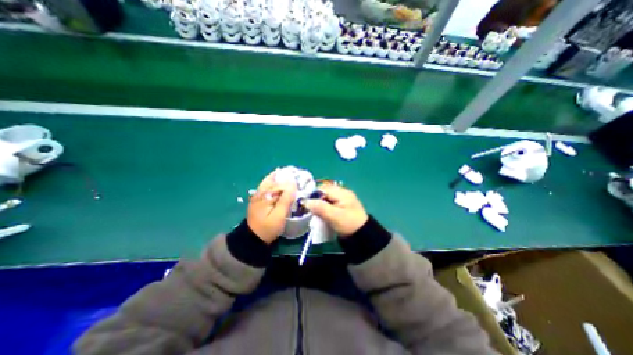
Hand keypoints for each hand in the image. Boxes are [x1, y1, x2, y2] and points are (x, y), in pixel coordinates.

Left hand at [247, 169, 297, 243]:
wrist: (253, 239)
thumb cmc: (267, 228)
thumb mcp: (279, 215)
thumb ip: (286, 199)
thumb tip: (293, 183)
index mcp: (265, 194)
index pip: (281, 183)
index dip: (293, 183)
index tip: (303, 185)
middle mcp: (260, 191)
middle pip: (276, 179)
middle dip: (288, 178)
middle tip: (300, 180)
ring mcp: (259, 194)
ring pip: (271, 180)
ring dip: (282, 179)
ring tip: (293, 179)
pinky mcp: (260, 198)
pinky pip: (268, 185)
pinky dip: (276, 182)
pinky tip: (282, 183)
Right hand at [304, 184, 368, 236]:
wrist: (362, 236)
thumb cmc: (348, 224)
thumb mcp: (334, 216)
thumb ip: (319, 207)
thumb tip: (305, 201)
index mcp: (342, 192)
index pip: (323, 188)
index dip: (313, 195)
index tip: (305, 204)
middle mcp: (342, 193)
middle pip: (324, 192)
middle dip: (315, 200)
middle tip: (308, 209)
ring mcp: (342, 200)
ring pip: (325, 198)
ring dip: (319, 204)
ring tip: (313, 213)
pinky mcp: (341, 207)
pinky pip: (329, 203)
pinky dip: (323, 208)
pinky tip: (320, 214)